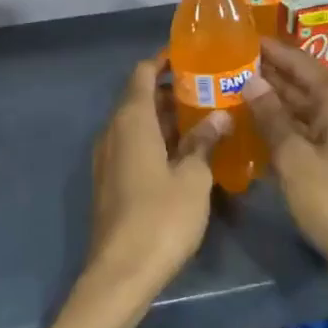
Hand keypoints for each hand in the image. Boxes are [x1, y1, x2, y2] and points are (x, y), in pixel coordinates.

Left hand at [85, 58, 225, 300]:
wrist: (122, 271)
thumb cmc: (161, 217)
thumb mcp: (193, 177)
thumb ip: (204, 142)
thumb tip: (218, 116)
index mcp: (131, 121)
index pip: (142, 73)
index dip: (164, 61)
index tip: (192, 56)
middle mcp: (113, 131)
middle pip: (140, 98)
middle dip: (172, 90)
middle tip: (211, 89)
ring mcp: (108, 157)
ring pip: (137, 124)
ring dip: (166, 118)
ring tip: (206, 118)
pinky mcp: (111, 180)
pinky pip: (134, 146)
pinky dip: (157, 140)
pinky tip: (187, 153)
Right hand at [246, 41, 327, 283]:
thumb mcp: (293, 156)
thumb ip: (270, 115)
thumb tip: (249, 78)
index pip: (299, 61)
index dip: (270, 49)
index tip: (238, 35)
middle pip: (300, 80)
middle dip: (266, 70)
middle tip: (225, 59)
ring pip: (299, 104)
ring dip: (269, 95)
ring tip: (229, 84)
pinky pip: (300, 126)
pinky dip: (277, 120)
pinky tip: (249, 119)